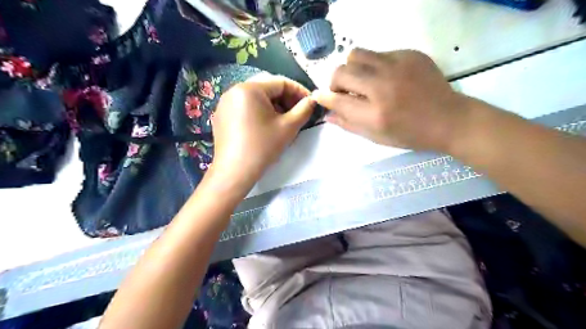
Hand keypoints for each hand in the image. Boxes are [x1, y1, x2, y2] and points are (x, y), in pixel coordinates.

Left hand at [211, 73, 315, 187]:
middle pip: (267, 88)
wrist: (235, 172)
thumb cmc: (263, 147)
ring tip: (284, 120)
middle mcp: (234, 90)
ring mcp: (225, 103)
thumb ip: (304, 110)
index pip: (280, 82)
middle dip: (286, 98)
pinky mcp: (222, 115)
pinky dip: (259, 111)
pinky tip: (266, 125)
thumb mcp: (288, 127)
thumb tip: (313, 100)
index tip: (310, 102)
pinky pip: (245, 106)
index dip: (299, 91)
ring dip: (273, 105)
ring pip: (256, 97)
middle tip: (298, 112)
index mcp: (250, 88)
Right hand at [313, 49, 470, 151]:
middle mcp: (382, 87)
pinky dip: (374, 66)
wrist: (449, 119)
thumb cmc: (410, 134)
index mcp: (374, 114)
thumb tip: (327, 114)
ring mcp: (397, 66)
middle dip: (335, 82)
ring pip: (356, 55)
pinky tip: (386, 78)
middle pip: (341, 72)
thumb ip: (348, 124)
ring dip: (352, 69)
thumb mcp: (376, 136)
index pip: (337, 100)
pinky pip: (378, 54)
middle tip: (344, 91)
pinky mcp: (409, 54)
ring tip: (362, 80)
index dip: (324, 97)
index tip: (319, 96)